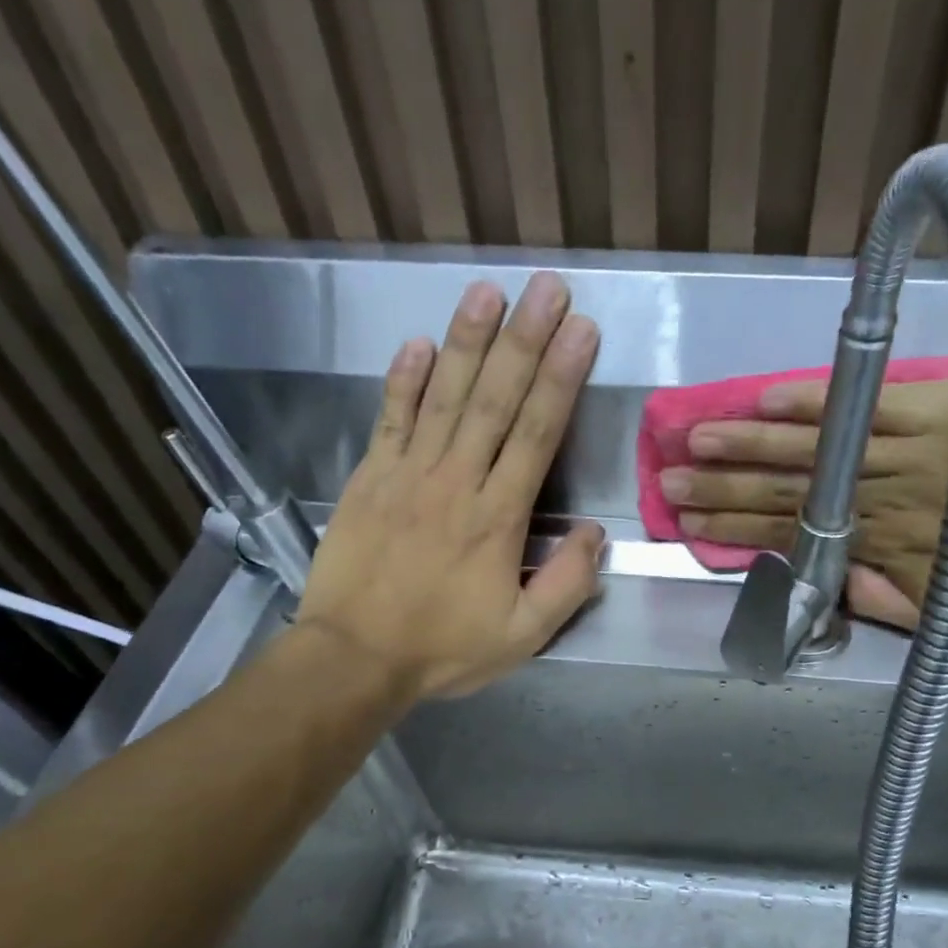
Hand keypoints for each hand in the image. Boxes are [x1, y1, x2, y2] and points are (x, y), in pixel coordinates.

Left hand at [297, 273, 603, 698]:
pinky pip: (391, 419)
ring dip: (467, 341)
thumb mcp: (524, 635)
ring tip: (488, 292)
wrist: (353, 658)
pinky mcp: (370, 478)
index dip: (561, 379)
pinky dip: (404, 379)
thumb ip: (567, 584)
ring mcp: (407, 474)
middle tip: (547, 289)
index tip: (581, 332)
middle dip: (524, 340)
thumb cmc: (443, 648)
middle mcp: (456, 481)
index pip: (536, 434)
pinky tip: (419, 342)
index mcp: (498, 518)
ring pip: (444, 396)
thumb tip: (594, 533)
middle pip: (495, 400)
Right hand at [661, 380, 947, 628]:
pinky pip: (867, 403)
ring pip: (815, 446)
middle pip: (787, 489)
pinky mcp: (938, 409)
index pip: (792, 534)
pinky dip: (817, 401)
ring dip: (750, 443)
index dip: (736, 531)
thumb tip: (830, 584)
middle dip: (722, 487)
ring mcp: (907, 448)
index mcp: (882, 546)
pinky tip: (770, 398)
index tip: (690, 525)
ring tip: (698, 437)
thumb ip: (889, 602)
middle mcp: (881, 495)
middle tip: (670, 480)